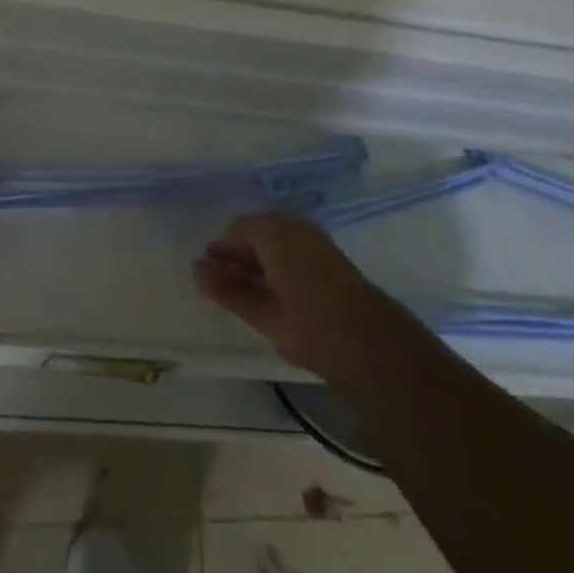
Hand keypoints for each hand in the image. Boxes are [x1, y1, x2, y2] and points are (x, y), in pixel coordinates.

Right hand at [193, 211, 405, 381]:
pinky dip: (277, 265)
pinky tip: (274, 293)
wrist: (376, 346)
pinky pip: (292, 249)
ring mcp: (316, 239)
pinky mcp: (330, 256)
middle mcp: (295, 226)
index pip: (236, 231)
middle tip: (223, 288)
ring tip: (246, 295)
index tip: (208, 278)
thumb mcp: (263, 314)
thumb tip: (196, 271)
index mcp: (275, 232)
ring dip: (258, 262)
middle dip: (238, 256)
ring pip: (275, 242)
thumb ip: (228, 290)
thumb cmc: (312, 328)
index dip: (220, 253)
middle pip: (256, 233)